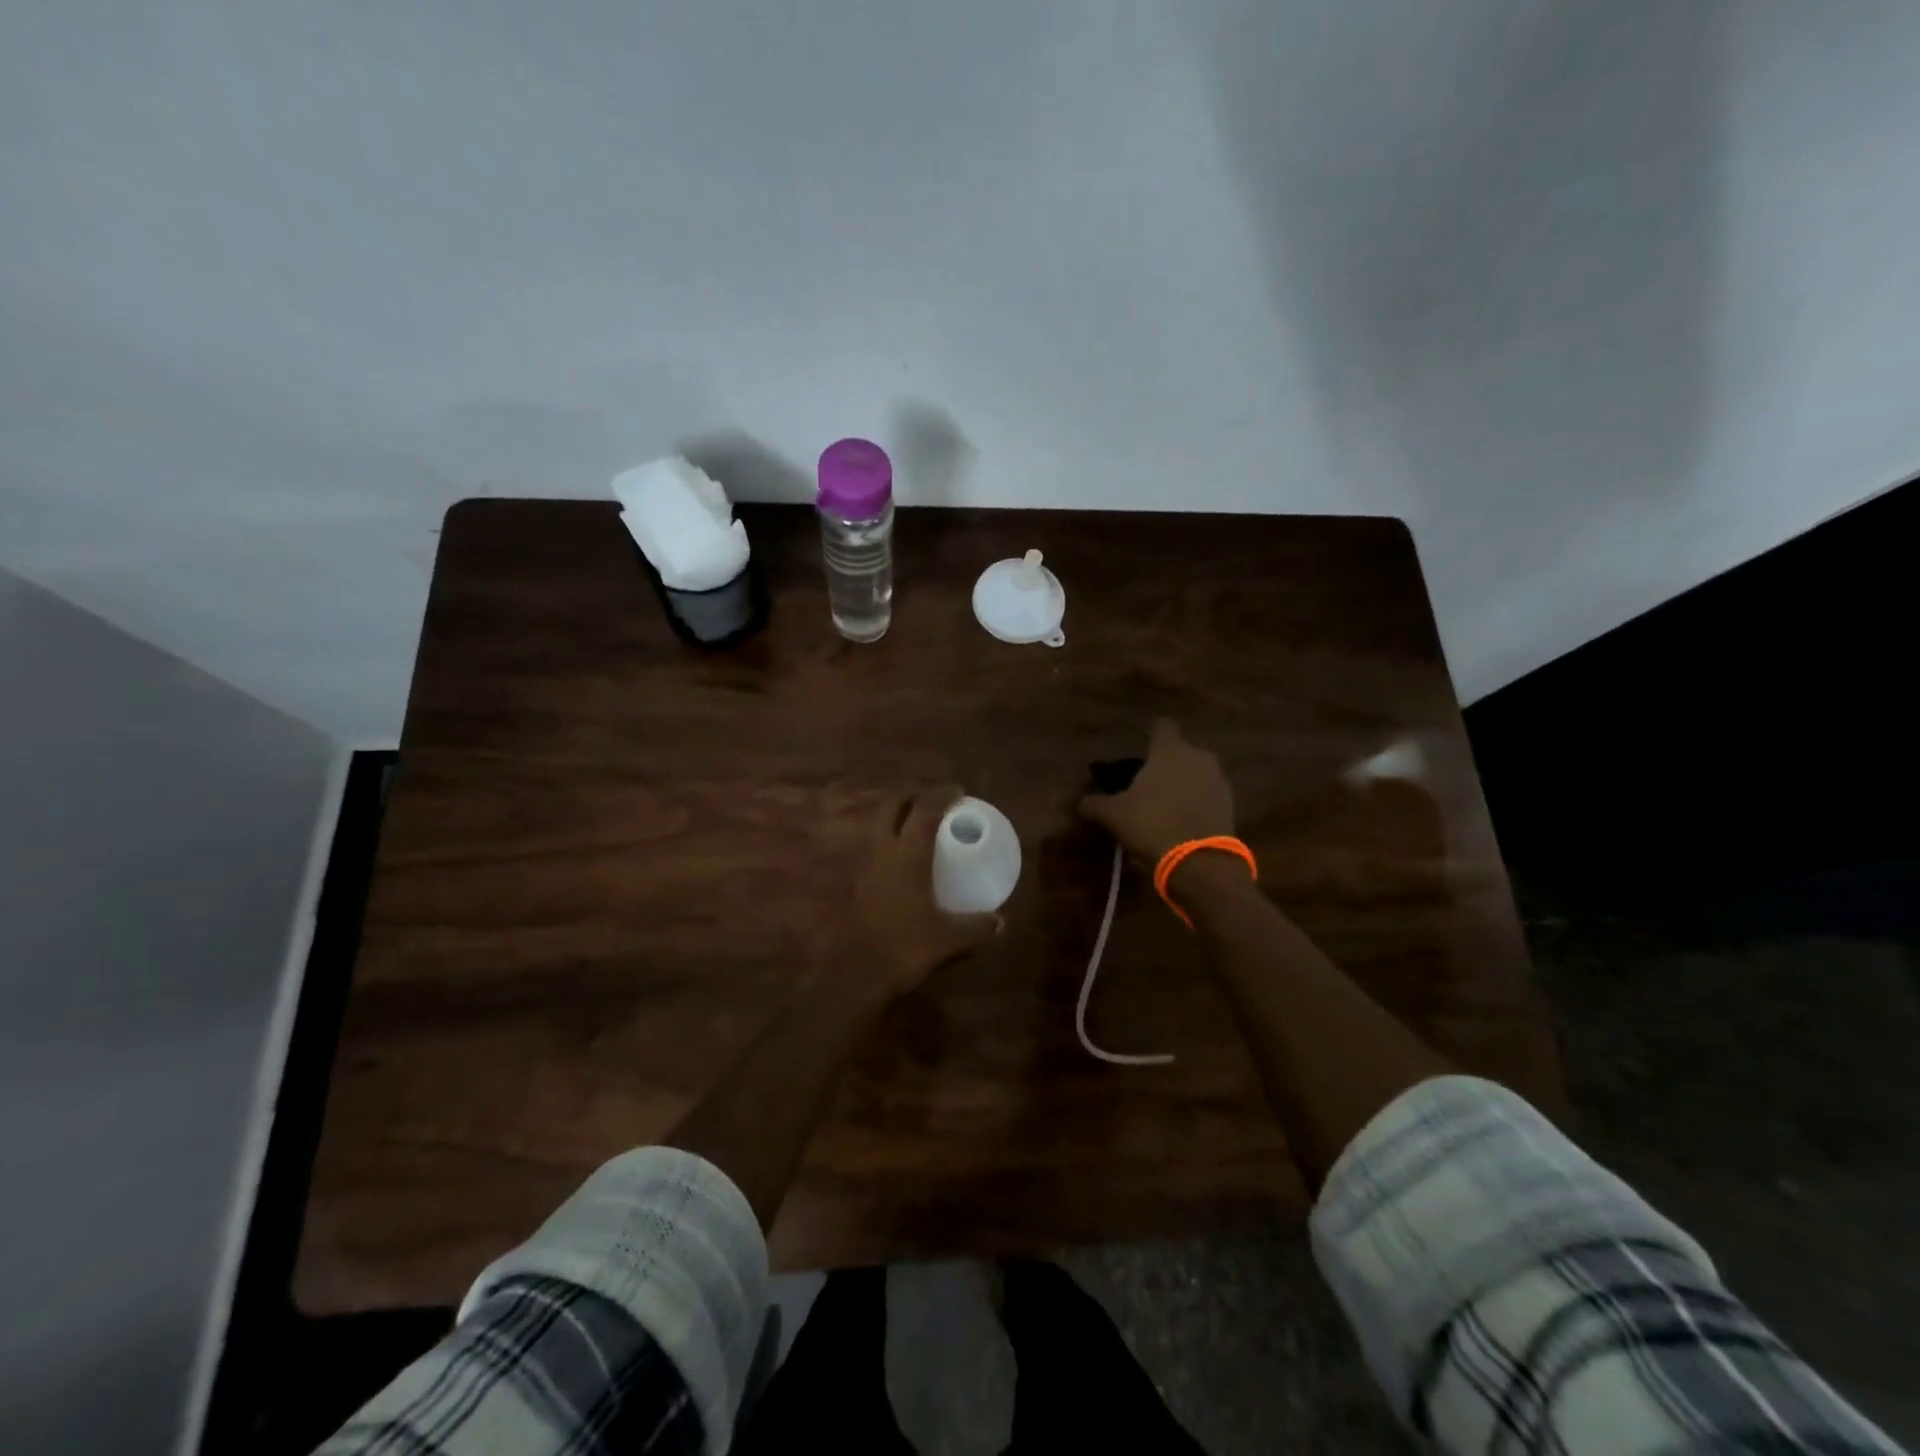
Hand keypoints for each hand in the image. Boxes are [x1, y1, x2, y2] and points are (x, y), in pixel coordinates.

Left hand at [839, 787, 1001, 997]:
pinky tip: (895, 863)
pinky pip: (869, 851)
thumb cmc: (904, 946)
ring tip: (910, 825)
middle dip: (909, 797)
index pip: (924, 811)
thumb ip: (975, 927)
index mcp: (908, 854)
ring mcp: (863, 868)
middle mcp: (882, 852)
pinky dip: (883, 846)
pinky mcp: (854, 886)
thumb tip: (999, 923)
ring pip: (874, 827)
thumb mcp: (948, 938)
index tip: (957, 790)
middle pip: (890, 808)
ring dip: (891, 819)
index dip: (941, 795)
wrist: (856, 973)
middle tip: (928, 801)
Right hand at [1079, 718, 1235, 866]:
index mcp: (1170, 750)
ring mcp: (1218, 780)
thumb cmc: (1152, 824)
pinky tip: (1180, 821)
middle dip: (1165, 763)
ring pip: (1196, 773)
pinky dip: (1195, 802)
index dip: (1150, 732)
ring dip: (1182, 783)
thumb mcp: (1113, 815)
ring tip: (1163, 804)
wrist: (1200, 862)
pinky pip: (1207, 795)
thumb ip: (1094, 804)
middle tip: (1145, 781)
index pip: (1161, 726)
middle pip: (1180, 751)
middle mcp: (1198, 757)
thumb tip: (1081, 802)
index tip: (1141, 742)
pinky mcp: (1230, 805)